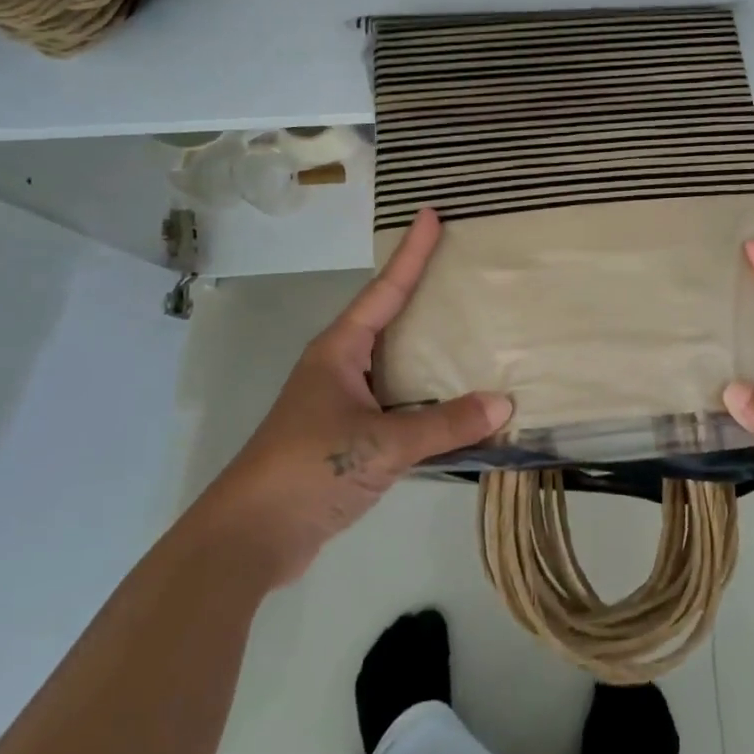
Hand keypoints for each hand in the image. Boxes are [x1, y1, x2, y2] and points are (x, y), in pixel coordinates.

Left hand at [190, 209, 511, 585]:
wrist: (249, 537)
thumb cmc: (308, 469)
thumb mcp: (382, 443)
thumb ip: (444, 425)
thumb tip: (504, 404)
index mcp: (340, 352)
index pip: (384, 291)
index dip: (411, 254)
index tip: (431, 216)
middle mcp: (340, 368)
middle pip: (389, 319)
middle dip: (423, 294)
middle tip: (463, 270)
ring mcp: (342, 404)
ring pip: (395, 365)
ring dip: (429, 352)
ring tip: (472, 333)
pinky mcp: (348, 438)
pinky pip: (398, 404)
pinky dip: (427, 400)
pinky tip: (455, 404)